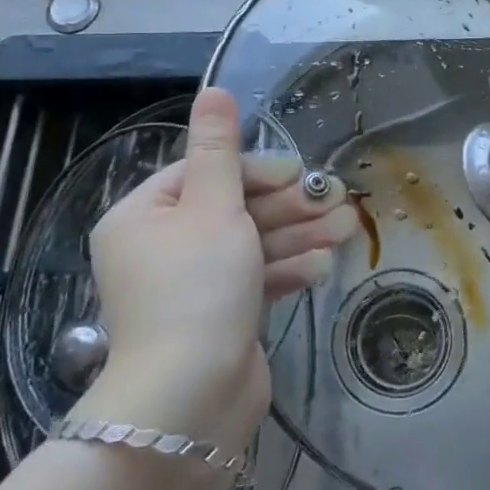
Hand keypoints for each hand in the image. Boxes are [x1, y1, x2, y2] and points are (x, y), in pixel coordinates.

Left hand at [76, 88, 357, 453]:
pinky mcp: (217, 317)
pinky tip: (320, 266)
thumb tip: (212, 90)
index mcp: (142, 216)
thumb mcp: (212, 207)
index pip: (203, 173)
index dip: (255, 170)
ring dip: (297, 235)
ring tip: (346, 228)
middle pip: (232, 209)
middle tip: (336, 200)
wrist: (190, 400)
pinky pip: (253, 280)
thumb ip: (218, 149)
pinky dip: (284, 270)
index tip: (298, 174)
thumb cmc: (197, 288)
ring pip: (249, 245)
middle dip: (287, 206)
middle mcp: (160, 248)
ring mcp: (190, 287)